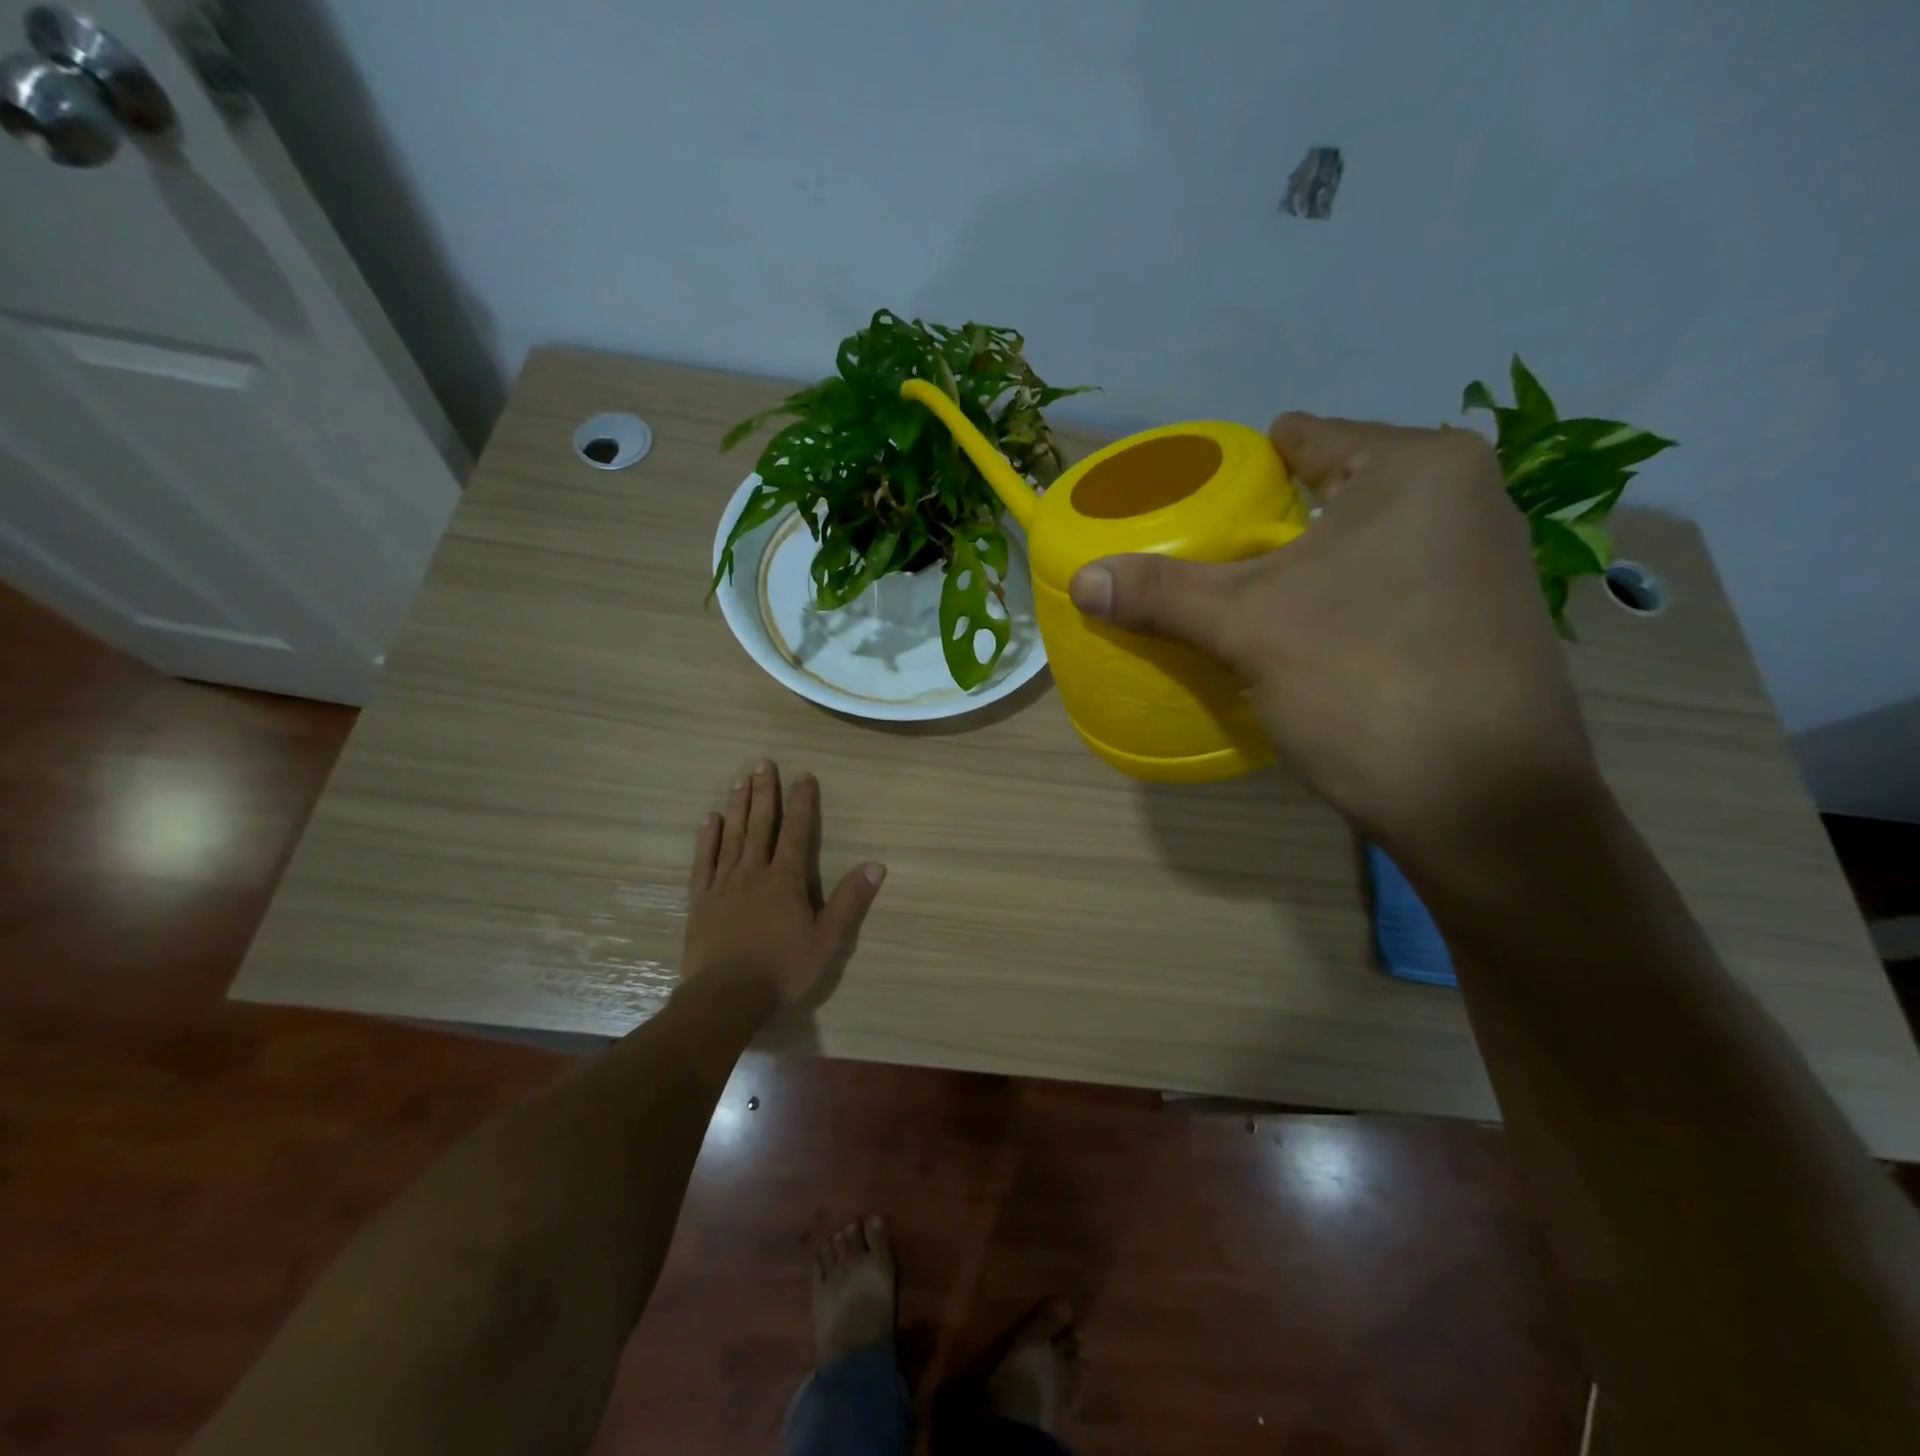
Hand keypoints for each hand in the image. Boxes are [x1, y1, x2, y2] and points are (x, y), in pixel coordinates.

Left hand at [683, 760, 886, 1008]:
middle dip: (765, 793)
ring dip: (738, 806)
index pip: (797, 832)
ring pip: (732, 836)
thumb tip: (876, 865)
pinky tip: (709, 820)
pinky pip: (704, 861)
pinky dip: (707, 839)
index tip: (803, 775)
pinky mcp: (700, 901)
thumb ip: (850, 901)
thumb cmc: (782, 971)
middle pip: (761, 825)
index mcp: (786, 880)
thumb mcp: (828, 941)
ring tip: (740, 779)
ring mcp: (723, 885)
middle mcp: (754, 873)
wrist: (725, 999)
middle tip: (762, 763)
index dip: (802, 803)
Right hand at [1069, 415, 1596, 851]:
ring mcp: (1481, 565)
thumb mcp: (1247, 628)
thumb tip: (1082, 580)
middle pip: (1330, 494)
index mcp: (1418, 467)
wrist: (1483, 806)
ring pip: (1360, 547)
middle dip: (1266, 528)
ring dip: (1302, 571)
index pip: (1303, 438)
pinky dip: (1340, 603)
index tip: (1190, 505)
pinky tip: (1304, 640)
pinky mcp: (1480, 623)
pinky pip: (1386, 590)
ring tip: (1241, 602)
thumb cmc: (1364, 681)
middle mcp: (1465, 499)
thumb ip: (1161, 593)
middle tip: (1202, 562)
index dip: (1237, 470)